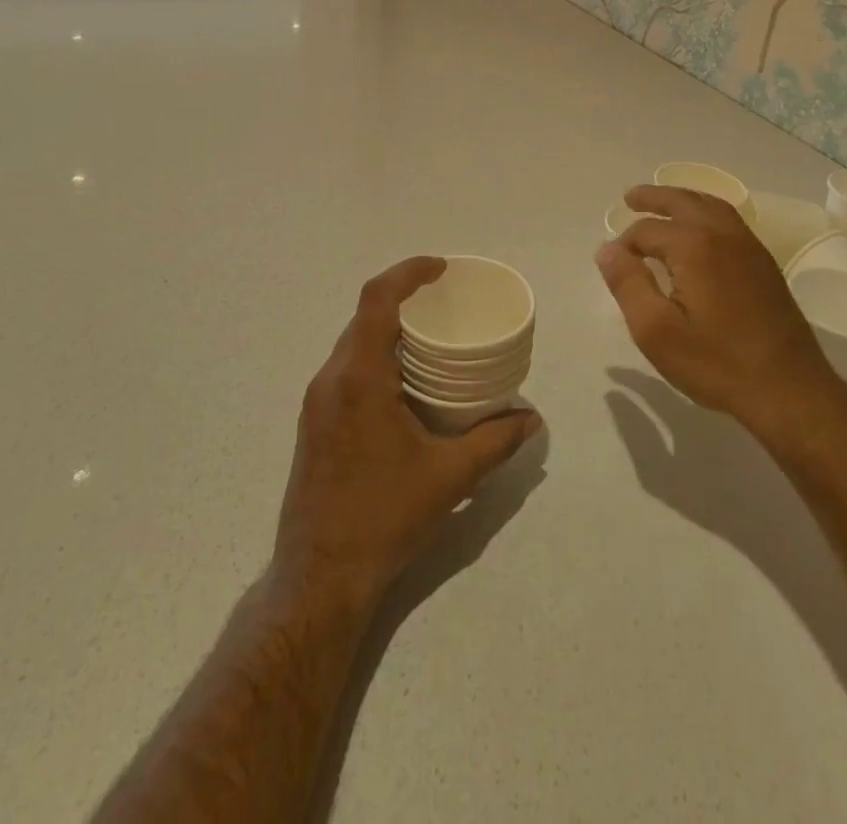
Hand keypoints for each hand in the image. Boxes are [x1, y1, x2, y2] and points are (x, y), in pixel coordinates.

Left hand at [274, 257, 541, 605]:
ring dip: (388, 329)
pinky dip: (376, 355)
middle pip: (364, 317)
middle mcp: (331, 380)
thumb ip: (495, 440)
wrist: (318, 578)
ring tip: (430, 338)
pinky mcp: (314, 423)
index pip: (376, 300)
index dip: (408, 272)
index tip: (441, 268)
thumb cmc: (384, 517)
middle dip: (402, 299)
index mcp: (360, 378)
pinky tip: (405, 381)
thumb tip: (532, 418)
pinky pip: (346, 368)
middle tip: (444, 302)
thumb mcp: (450, 477)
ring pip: (352, 343)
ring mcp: (317, 403)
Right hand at [596, 186, 834, 433]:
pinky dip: (706, 211)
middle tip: (630, 197)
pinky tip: (700, 229)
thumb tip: (607, 249)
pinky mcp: (763, 262)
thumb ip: (628, 284)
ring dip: (683, 200)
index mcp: (693, 246)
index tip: (614, 265)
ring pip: (710, 205)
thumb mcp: (656, 331)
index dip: (624, 245)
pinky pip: (729, 219)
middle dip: (654, 198)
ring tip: (663, 205)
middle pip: (682, 201)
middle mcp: (722, 234)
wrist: (788, 388)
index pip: (647, 231)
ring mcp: (748, 246)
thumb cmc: (716, 362)